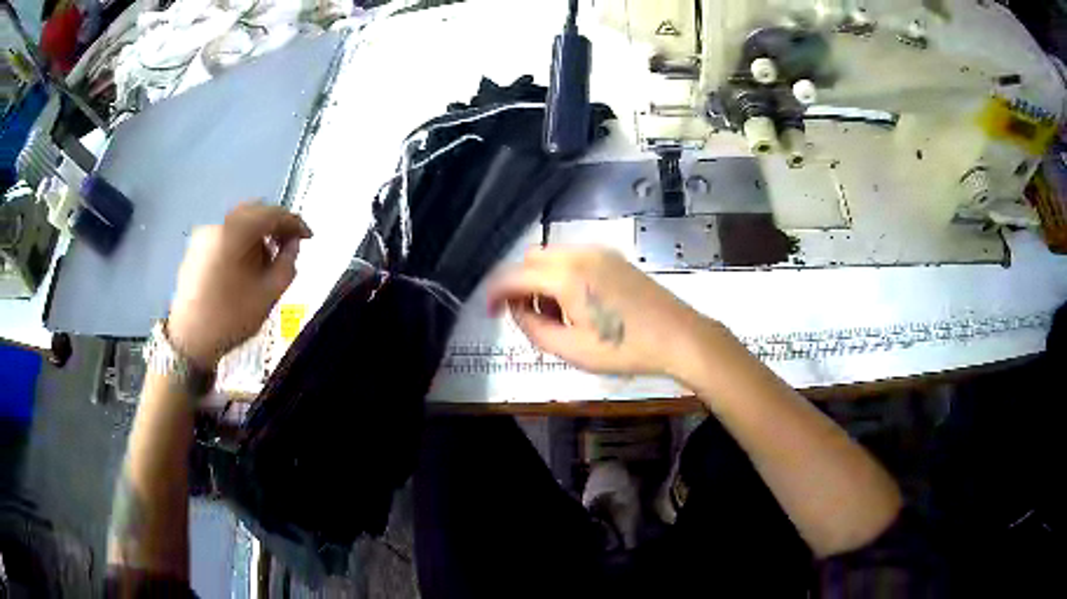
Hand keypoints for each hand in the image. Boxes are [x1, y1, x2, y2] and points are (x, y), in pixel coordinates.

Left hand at [168, 202, 311, 368]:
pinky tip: (245, 264)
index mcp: (236, 231)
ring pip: (238, 221)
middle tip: (289, 245)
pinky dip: (240, 241)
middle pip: (254, 211)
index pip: (273, 213)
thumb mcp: (269, 294)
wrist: (190, 340)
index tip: (308, 237)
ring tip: (267, 258)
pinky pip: (225, 233)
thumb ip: (288, 263)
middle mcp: (218, 223)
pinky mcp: (196, 247)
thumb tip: (292, 245)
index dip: (295, 223)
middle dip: (275, 225)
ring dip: (257, 233)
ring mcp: (204, 234)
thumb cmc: (231, 318)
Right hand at [487, 247, 711, 376]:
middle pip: (531, 258)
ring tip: (553, 314)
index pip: (514, 276)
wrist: (679, 336)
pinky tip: (576, 303)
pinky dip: (561, 274)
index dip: (494, 293)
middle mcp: (579, 254)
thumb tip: (517, 311)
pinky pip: (573, 257)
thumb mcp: (571, 350)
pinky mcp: (613, 257)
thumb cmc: (625, 349)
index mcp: (566, 276)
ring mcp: (599, 252)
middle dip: (519, 284)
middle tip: (526, 316)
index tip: (489, 312)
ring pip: (552, 256)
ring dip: (541, 279)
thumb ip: (534, 328)